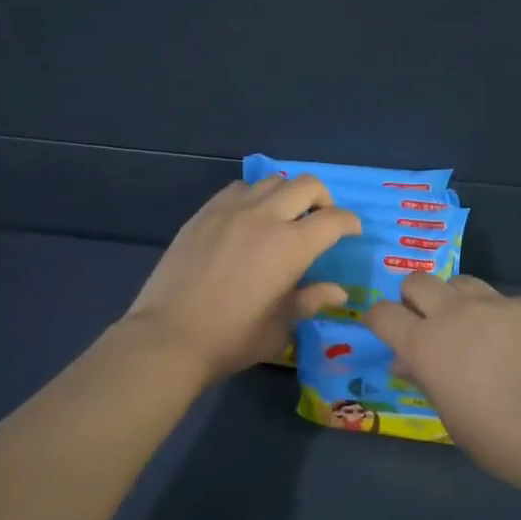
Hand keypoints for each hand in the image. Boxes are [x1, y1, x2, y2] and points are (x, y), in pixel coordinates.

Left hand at [125, 177, 361, 381]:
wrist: (169, 336)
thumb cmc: (232, 338)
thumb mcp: (281, 326)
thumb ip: (311, 300)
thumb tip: (338, 291)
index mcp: (291, 246)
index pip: (333, 219)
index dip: (349, 222)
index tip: (351, 231)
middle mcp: (265, 217)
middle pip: (306, 185)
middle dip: (323, 199)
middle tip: (320, 220)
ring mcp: (230, 211)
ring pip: (271, 181)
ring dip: (286, 194)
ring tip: (282, 217)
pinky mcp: (203, 213)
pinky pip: (237, 189)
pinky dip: (253, 196)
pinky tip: (247, 218)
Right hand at [368, 274, 520, 495]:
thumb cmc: (508, 443)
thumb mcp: (455, 422)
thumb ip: (428, 384)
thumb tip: (408, 363)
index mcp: (427, 345)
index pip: (382, 313)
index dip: (377, 319)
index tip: (384, 332)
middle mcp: (457, 314)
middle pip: (418, 281)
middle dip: (413, 298)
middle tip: (427, 325)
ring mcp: (499, 305)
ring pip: (462, 282)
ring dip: (456, 300)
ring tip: (473, 329)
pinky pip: (507, 302)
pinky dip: (502, 317)